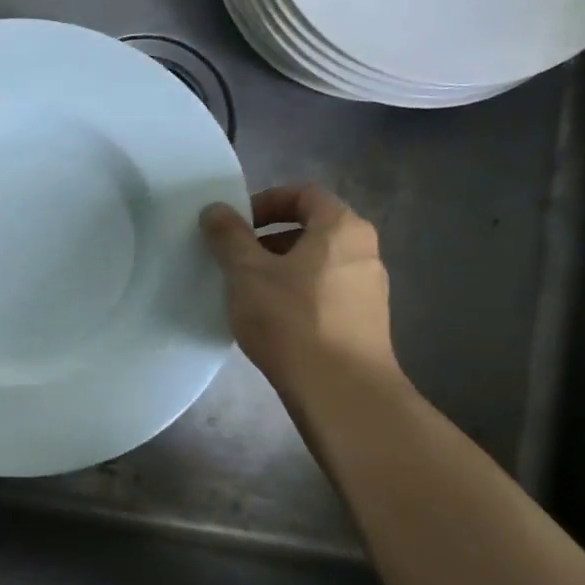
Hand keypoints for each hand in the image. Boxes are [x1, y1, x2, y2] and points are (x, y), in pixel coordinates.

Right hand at [200, 185, 400, 398]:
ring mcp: (369, 288)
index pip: (304, 194)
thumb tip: (215, 209)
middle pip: (312, 229)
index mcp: (342, 228)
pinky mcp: (366, 321)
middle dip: (268, 239)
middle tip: (235, 260)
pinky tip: (273, 321)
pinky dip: (297, 294)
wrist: (340, 390)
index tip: (236, 226)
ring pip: (317, 263)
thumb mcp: (246, 272)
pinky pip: (325, 292)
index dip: (265, 202)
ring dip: (281, 269)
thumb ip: (228, 236)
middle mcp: (364, 251)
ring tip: (248, 293)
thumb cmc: (291, 319)